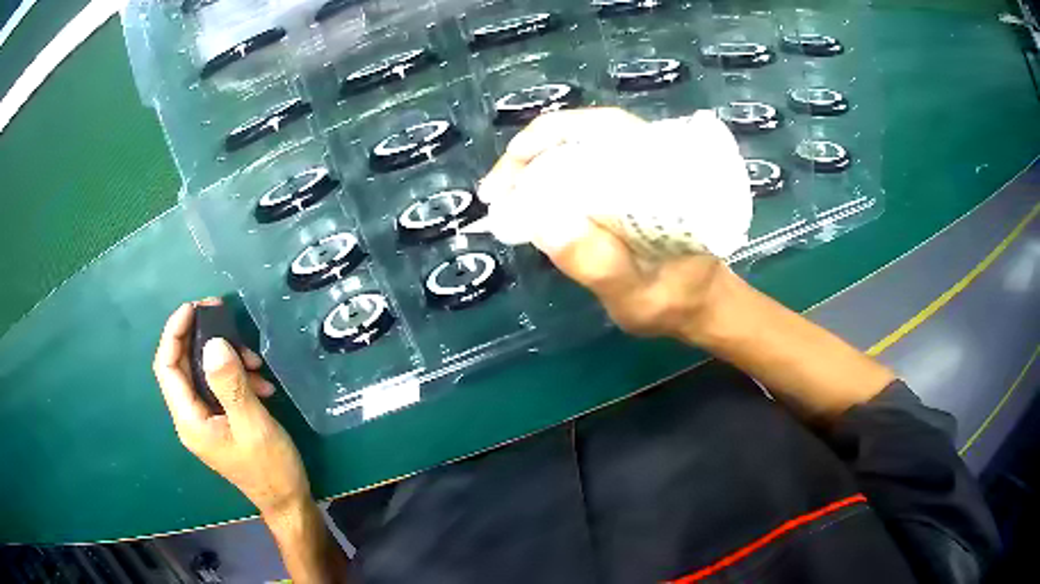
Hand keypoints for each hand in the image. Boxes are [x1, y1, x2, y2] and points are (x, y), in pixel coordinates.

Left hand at [153, 299, 310, 517]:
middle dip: (200, 336)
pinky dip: (236, 375)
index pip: (167, 367)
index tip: (194, 307)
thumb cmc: (270, 467)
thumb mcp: (253, 425)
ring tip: (255, 360)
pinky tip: (260, 381)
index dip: (174, 332)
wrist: (287, 500)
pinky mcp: (219, 420)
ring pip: (202, 373)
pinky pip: (219, 386)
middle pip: (182, 366)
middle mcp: (190, 417)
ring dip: (225, 358)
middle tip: (223, 314)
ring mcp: (205, 420)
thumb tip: (213, 342)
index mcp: (189, 420)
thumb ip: (230, 385)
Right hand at [479, 108, 732, 340]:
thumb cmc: (675, 301)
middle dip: (532, 154)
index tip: (513, 163)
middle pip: (582, 134)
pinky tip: (528, 203)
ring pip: (577, 150)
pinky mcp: (625, 186)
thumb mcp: (636, 293)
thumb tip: (542, 220)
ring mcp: (637, 171)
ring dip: (534, 167)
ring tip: (503, 199)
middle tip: (495, 192)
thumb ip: (598, 263)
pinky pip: (580, 170)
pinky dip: (547, 181)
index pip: (603, 128)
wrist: (700, 305)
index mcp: (664, 172)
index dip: (551, 135)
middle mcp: (650, 160)